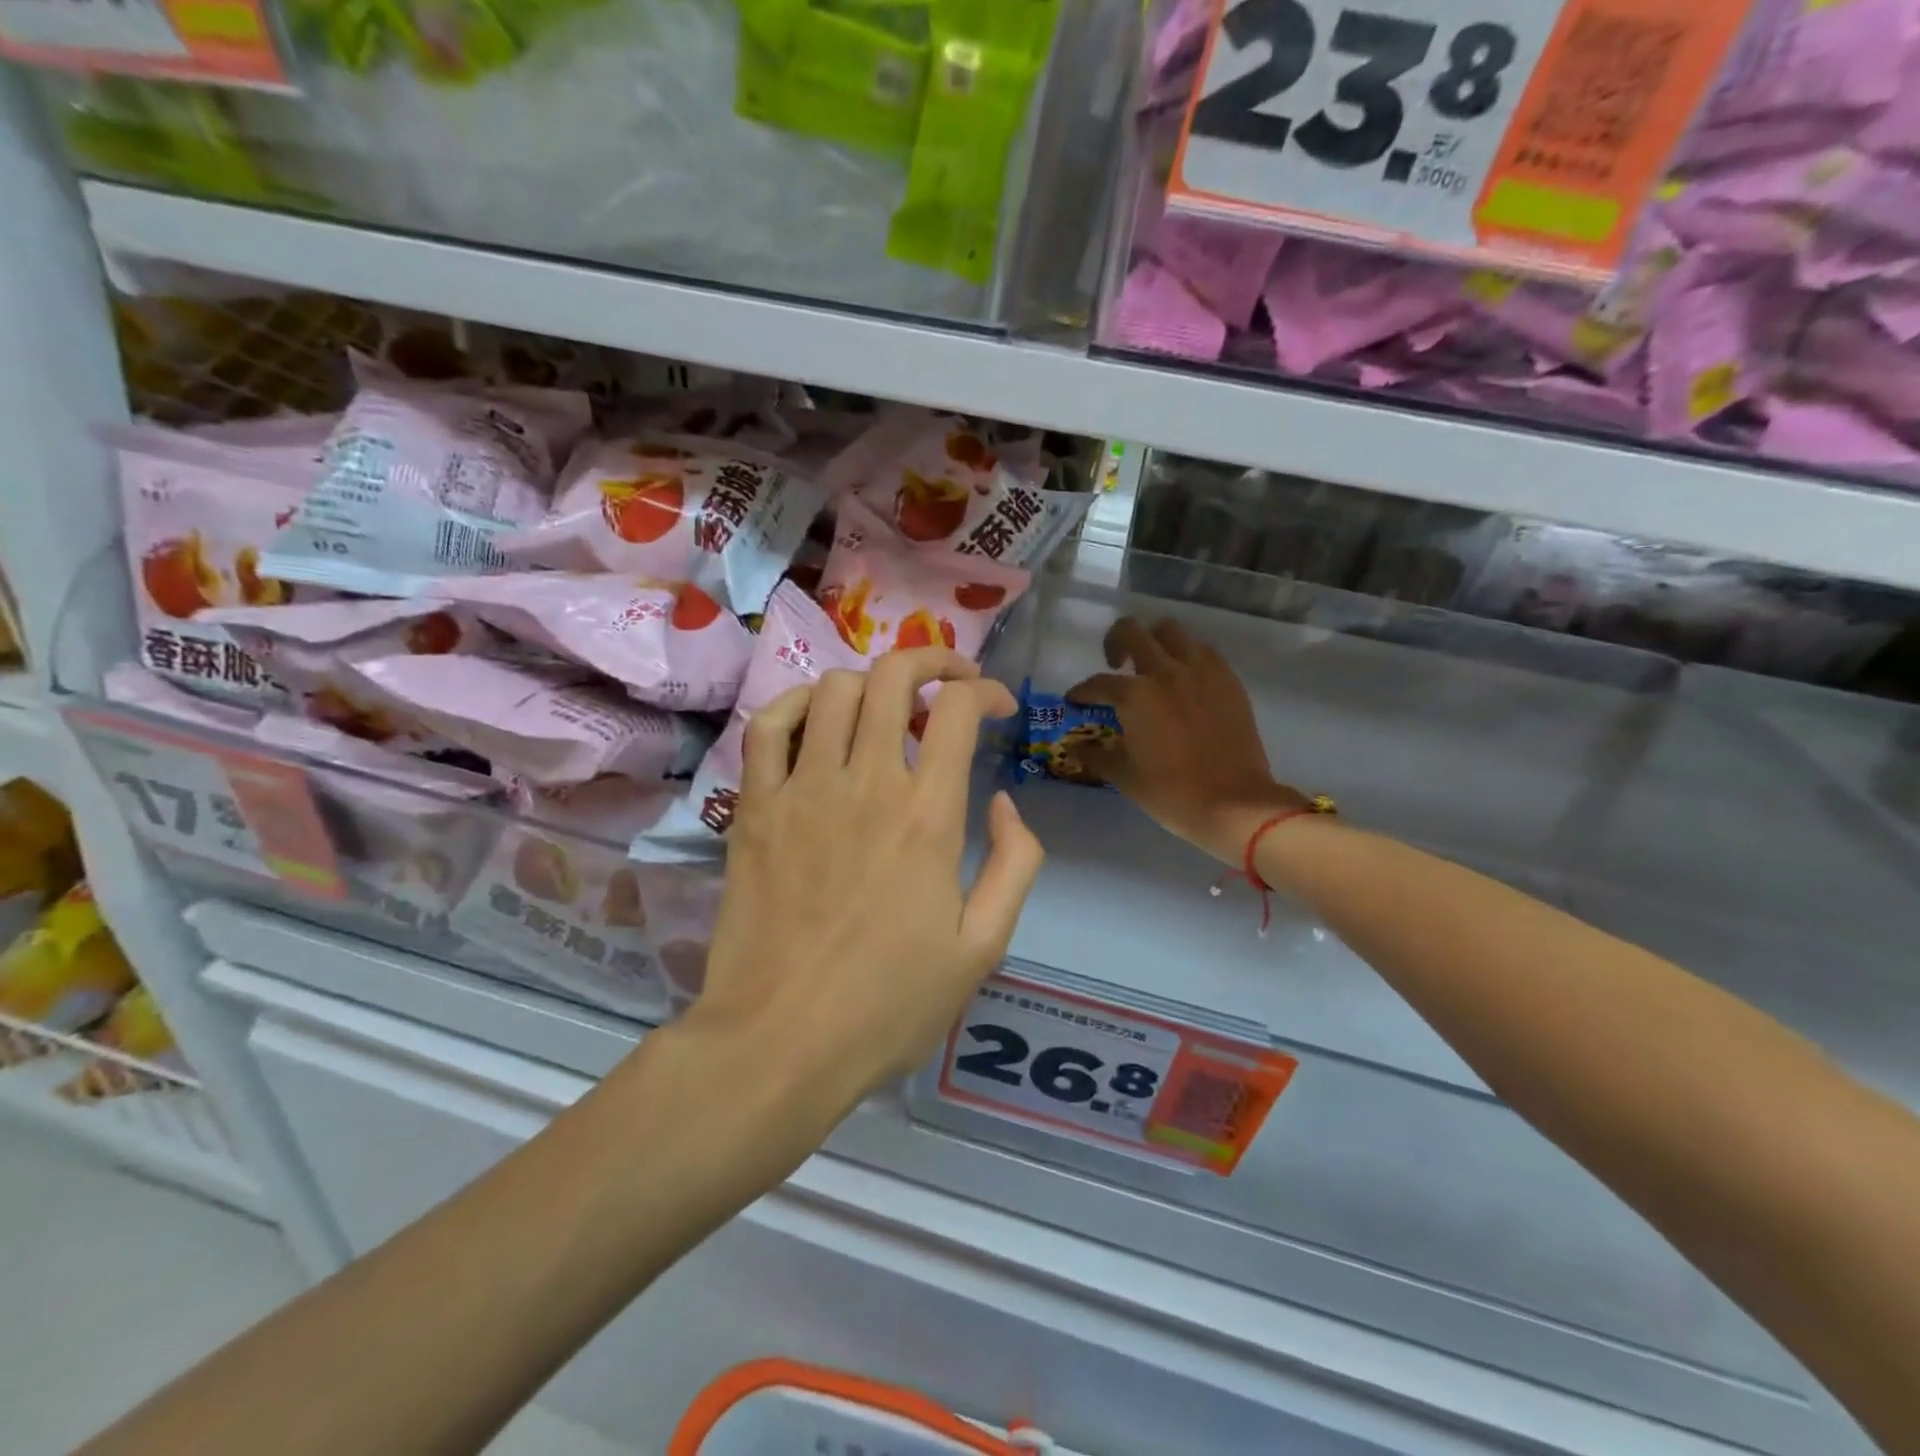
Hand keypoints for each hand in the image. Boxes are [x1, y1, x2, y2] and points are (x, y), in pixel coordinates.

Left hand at [686, 648, 1043, 1118]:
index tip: (999, 706)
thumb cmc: (888, 1003)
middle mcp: (866, 782)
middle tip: (952, 678)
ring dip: (872, 681)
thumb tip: (1005, 803)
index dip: (987, 690)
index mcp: (928, 815)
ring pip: (836, 689)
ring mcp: (803, 789)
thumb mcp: (982, 948)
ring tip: (888, 706)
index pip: (959, 709)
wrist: (781, 1043)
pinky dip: (797, 704)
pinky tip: (817, 717)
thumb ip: (1015, 865)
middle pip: (896, 677)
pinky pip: (769, 725)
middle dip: (934, 659)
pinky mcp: (756, 807)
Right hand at [1069, 616, 1304, 864]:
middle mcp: (1165, 672)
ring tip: (1153, 666)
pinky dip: (1187, 656)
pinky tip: (1185, 679)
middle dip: (1114, 643)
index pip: (1097, 683)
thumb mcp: (1125, 777)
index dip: (1081, 692)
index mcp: (1134, 696)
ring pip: (1171, 631)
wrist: (1234, 803)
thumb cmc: (1171, 793)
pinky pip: (1203, 651)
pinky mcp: (1228, 679)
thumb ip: (1097, 756)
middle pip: (1131, 632)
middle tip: (1116, 665)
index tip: (1076, 700)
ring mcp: (1201, 671)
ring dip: (1155, 642)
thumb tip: (1077, 749)